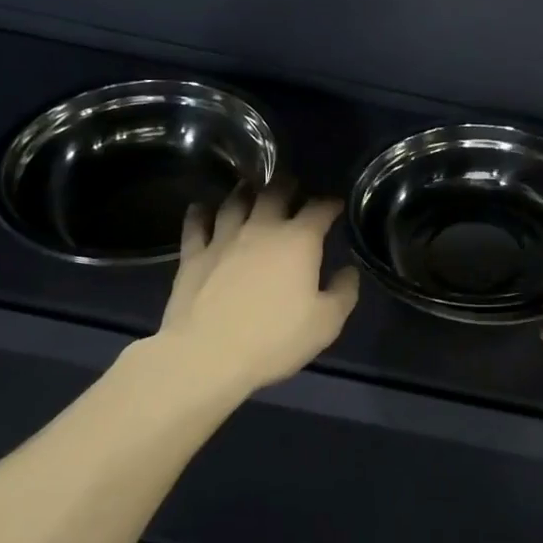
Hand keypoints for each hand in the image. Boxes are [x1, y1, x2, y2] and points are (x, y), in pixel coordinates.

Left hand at [154, 189, 359, 392]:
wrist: (206, 356)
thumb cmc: (274, 339)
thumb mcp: (326, 323)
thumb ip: (344, 292)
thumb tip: (348, 270)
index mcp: (299, 240)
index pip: (320, 208)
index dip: (331, 203)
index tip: (336, 205)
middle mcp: (262, 228)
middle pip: (275, 192)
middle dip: (287, 185)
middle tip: (292, 187)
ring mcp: (224, 237)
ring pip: (235, 201)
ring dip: (246, 192)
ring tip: (250, 190)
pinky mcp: (194, 254)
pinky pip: (196, 223)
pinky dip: (200, 212)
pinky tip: (201, 208)